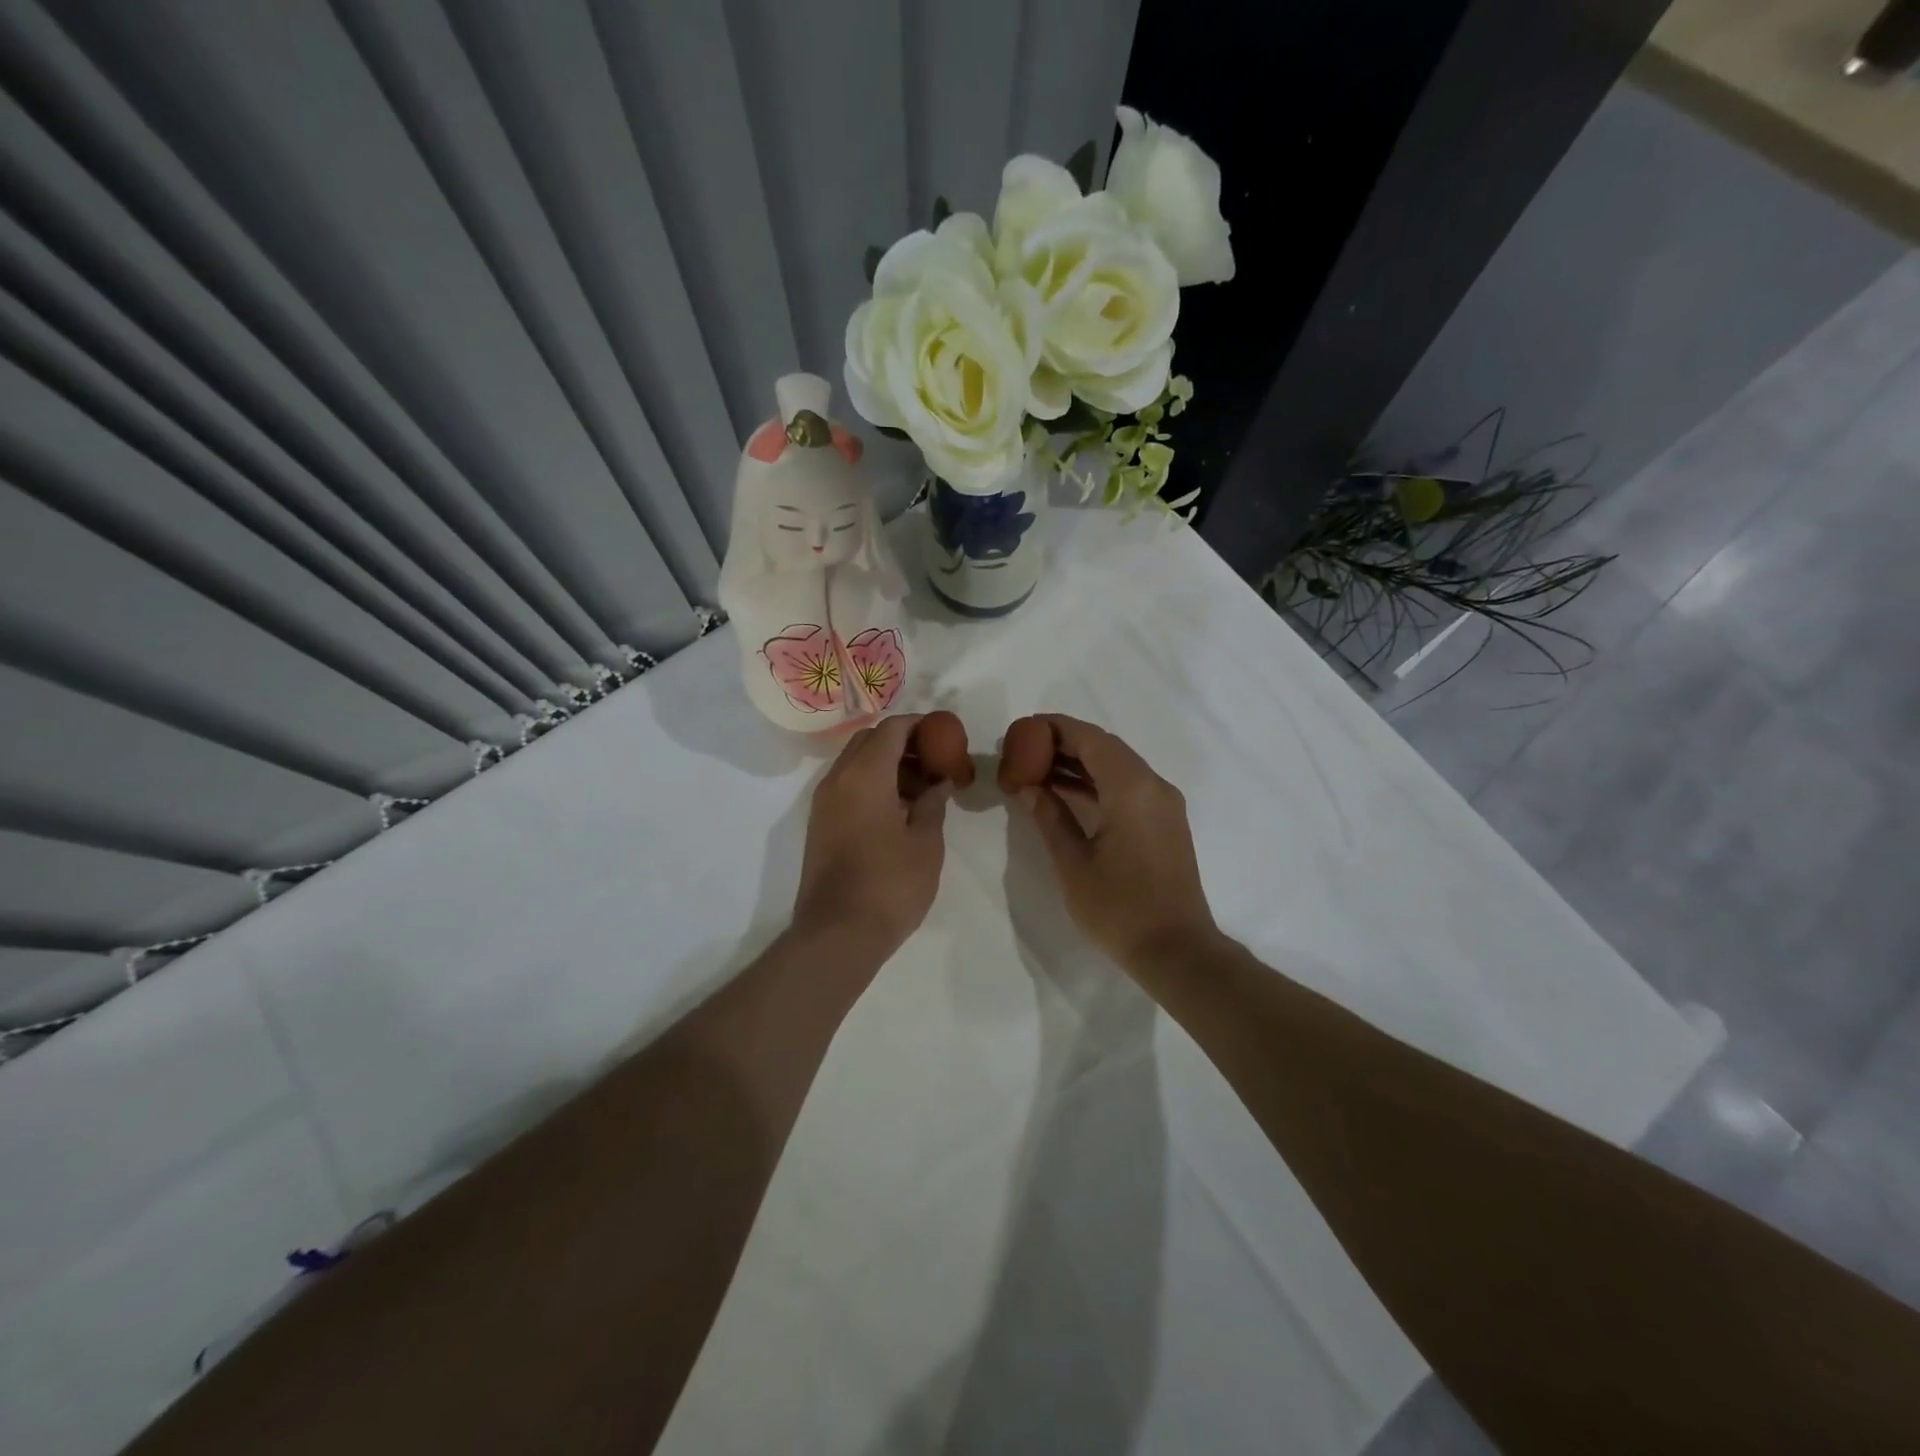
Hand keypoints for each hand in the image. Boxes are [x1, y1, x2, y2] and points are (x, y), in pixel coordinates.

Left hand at [792, 714, 952, 959]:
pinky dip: (873, 784)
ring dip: (887, 765)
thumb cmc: (890, 884)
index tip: (945, 736)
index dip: (920, 726)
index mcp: (864, 775)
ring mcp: (824, 803)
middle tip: (934, 762)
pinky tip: (900, 810)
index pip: (891, 729)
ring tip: (923, 790)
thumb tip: (939, 782)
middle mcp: (837, 780)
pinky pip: (847, 786)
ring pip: (856, 763)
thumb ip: (934, 803)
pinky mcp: (820, 824)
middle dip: (902, 743)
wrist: (838, 934)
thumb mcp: (926, 842)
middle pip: (869, 741)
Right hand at [1003, 714, 1219, 967]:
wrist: (1177, 951)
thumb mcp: (1073, 863)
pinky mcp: (1165, 821)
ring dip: (1079, 764)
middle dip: (1063, 744)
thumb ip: (1049, 816)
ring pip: (1117, 766)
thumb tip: (1028, 786)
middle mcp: (1153, 785)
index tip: (1021, 732)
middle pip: (1104, 747)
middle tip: (1023, 752)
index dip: (1053, 728)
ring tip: (1036, 771)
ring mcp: (1163, 803)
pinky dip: (1097, 783)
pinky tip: (1066, 794)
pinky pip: (1128, 786)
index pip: (1089, 738)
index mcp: (1131, 788)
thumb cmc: (1120, 909)